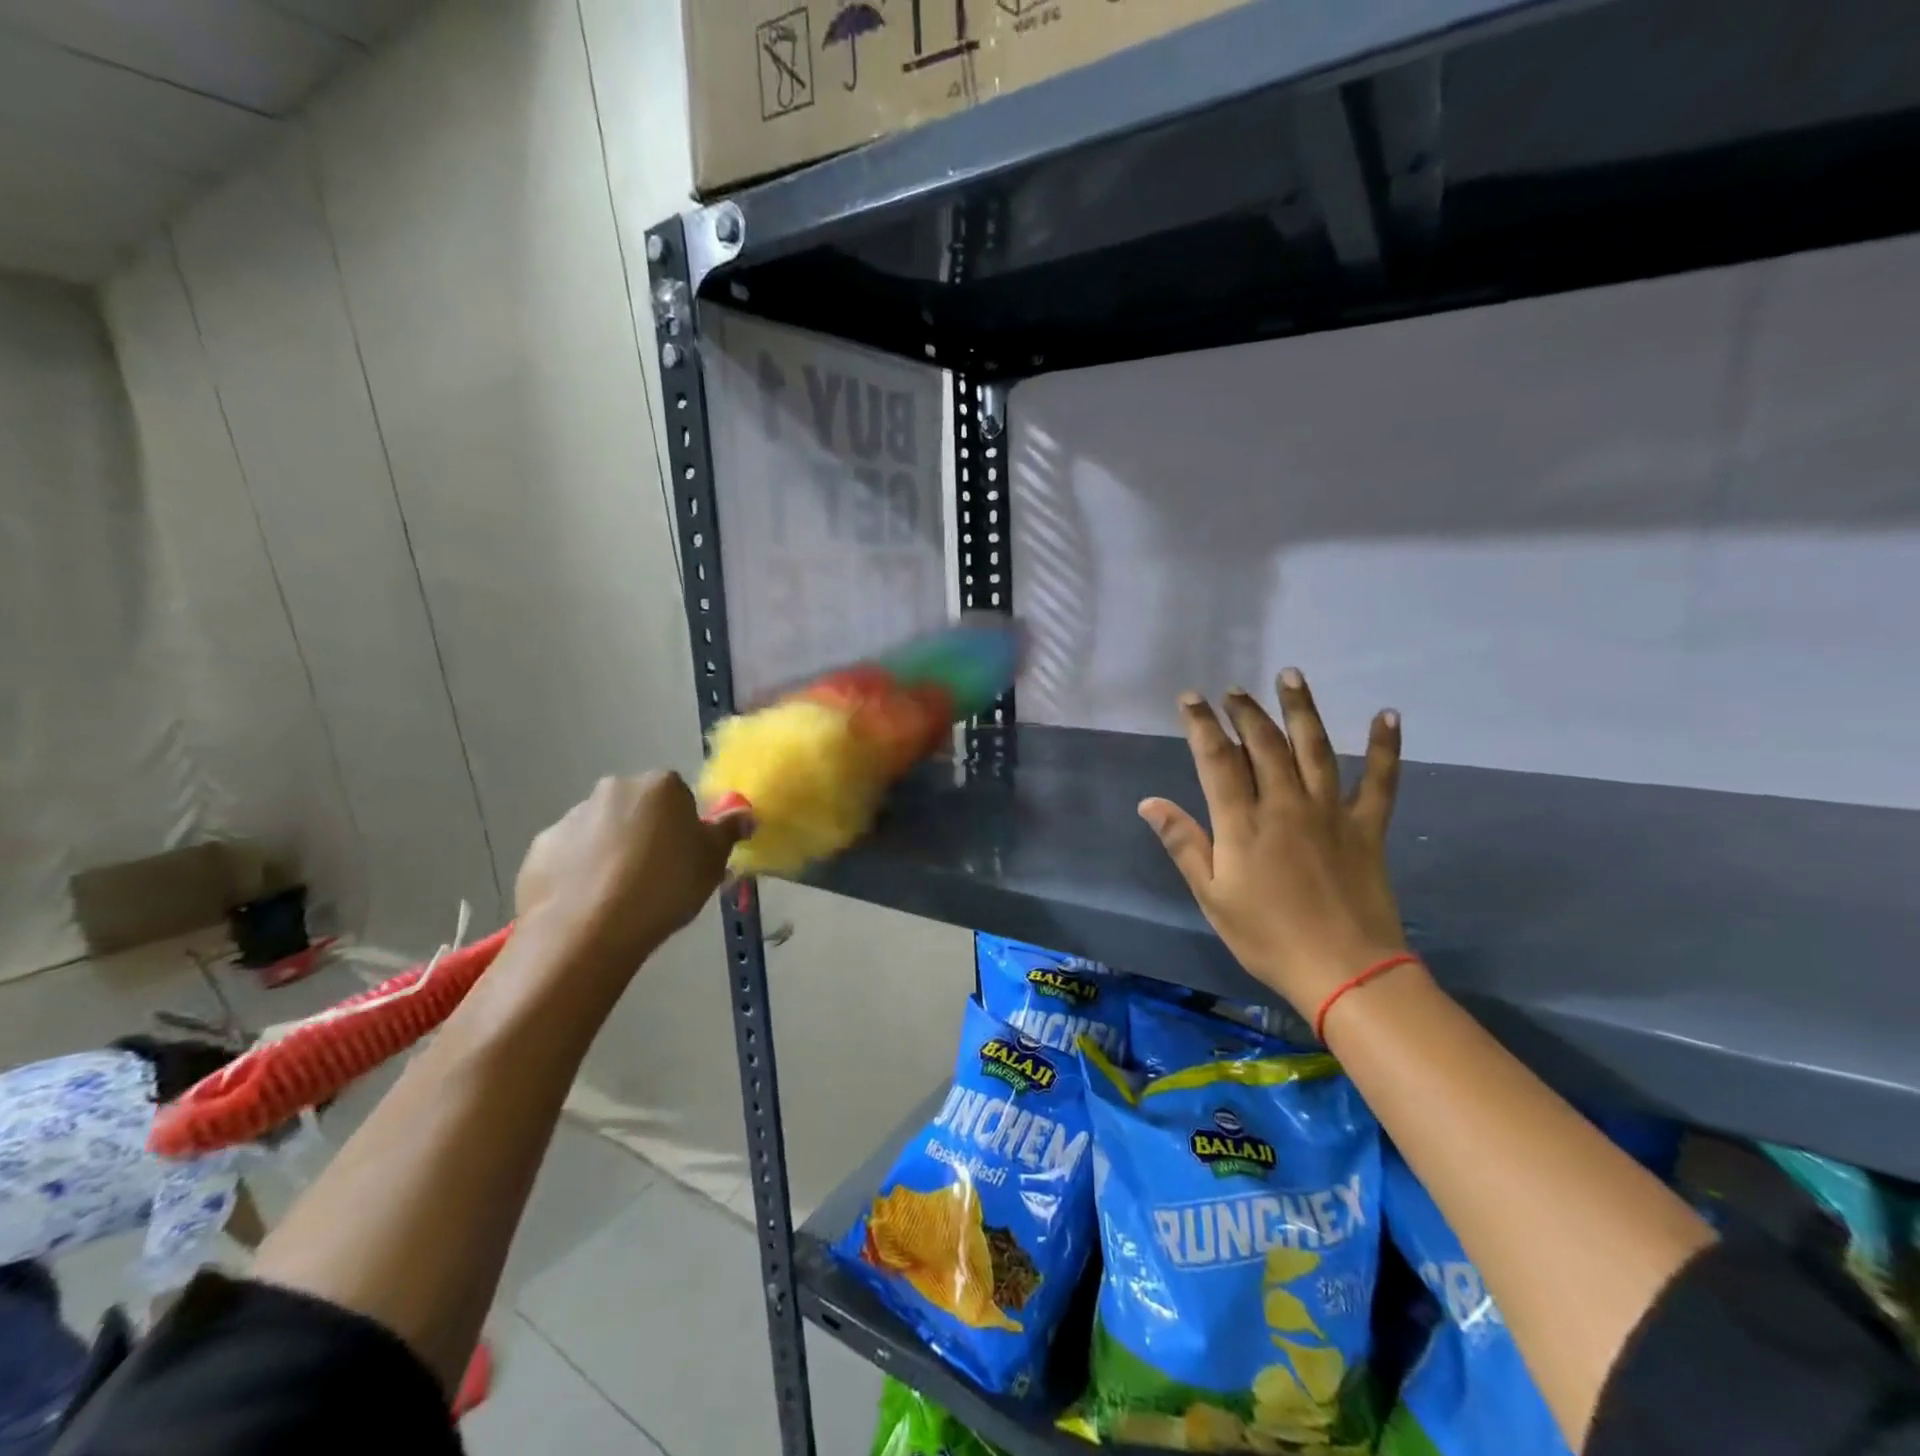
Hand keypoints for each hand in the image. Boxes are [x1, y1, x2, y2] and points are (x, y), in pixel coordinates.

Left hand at [515, 773, 750, 974]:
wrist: (587, 930)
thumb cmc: (664, 888)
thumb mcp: (712, 862)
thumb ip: (728, 832)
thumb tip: (745, 814)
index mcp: (660, 786)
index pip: (680, 797)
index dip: (684, 828)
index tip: (686, 859)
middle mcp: (614, 789)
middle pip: (639, 808)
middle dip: (647, 834)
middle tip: (658, 877)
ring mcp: (571, 817)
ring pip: (602, 831)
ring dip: (612, 852)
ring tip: (620, 897)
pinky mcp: (540, 848)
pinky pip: (570, 856)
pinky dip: (580, 872)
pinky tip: (590, 904)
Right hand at [1139, 669, 1407, 1013]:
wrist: (1345, 971)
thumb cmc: (1267, 937)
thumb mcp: (1212, 896)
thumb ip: (1183, 844)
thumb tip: (1150, 802)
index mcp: (1243, 822)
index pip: (1217, 759)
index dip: (1202, 724)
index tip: (1191, 699)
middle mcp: (1286, 804)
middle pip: (1264, 744)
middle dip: (1245, 712)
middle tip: (1233, 690)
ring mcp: (1330, 812)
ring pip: (1315, 748)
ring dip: (1301, 709)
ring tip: (1291, 676)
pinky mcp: (1367, 827)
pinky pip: (1380, 780)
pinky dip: (1385, 747)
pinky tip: (1387, 715)